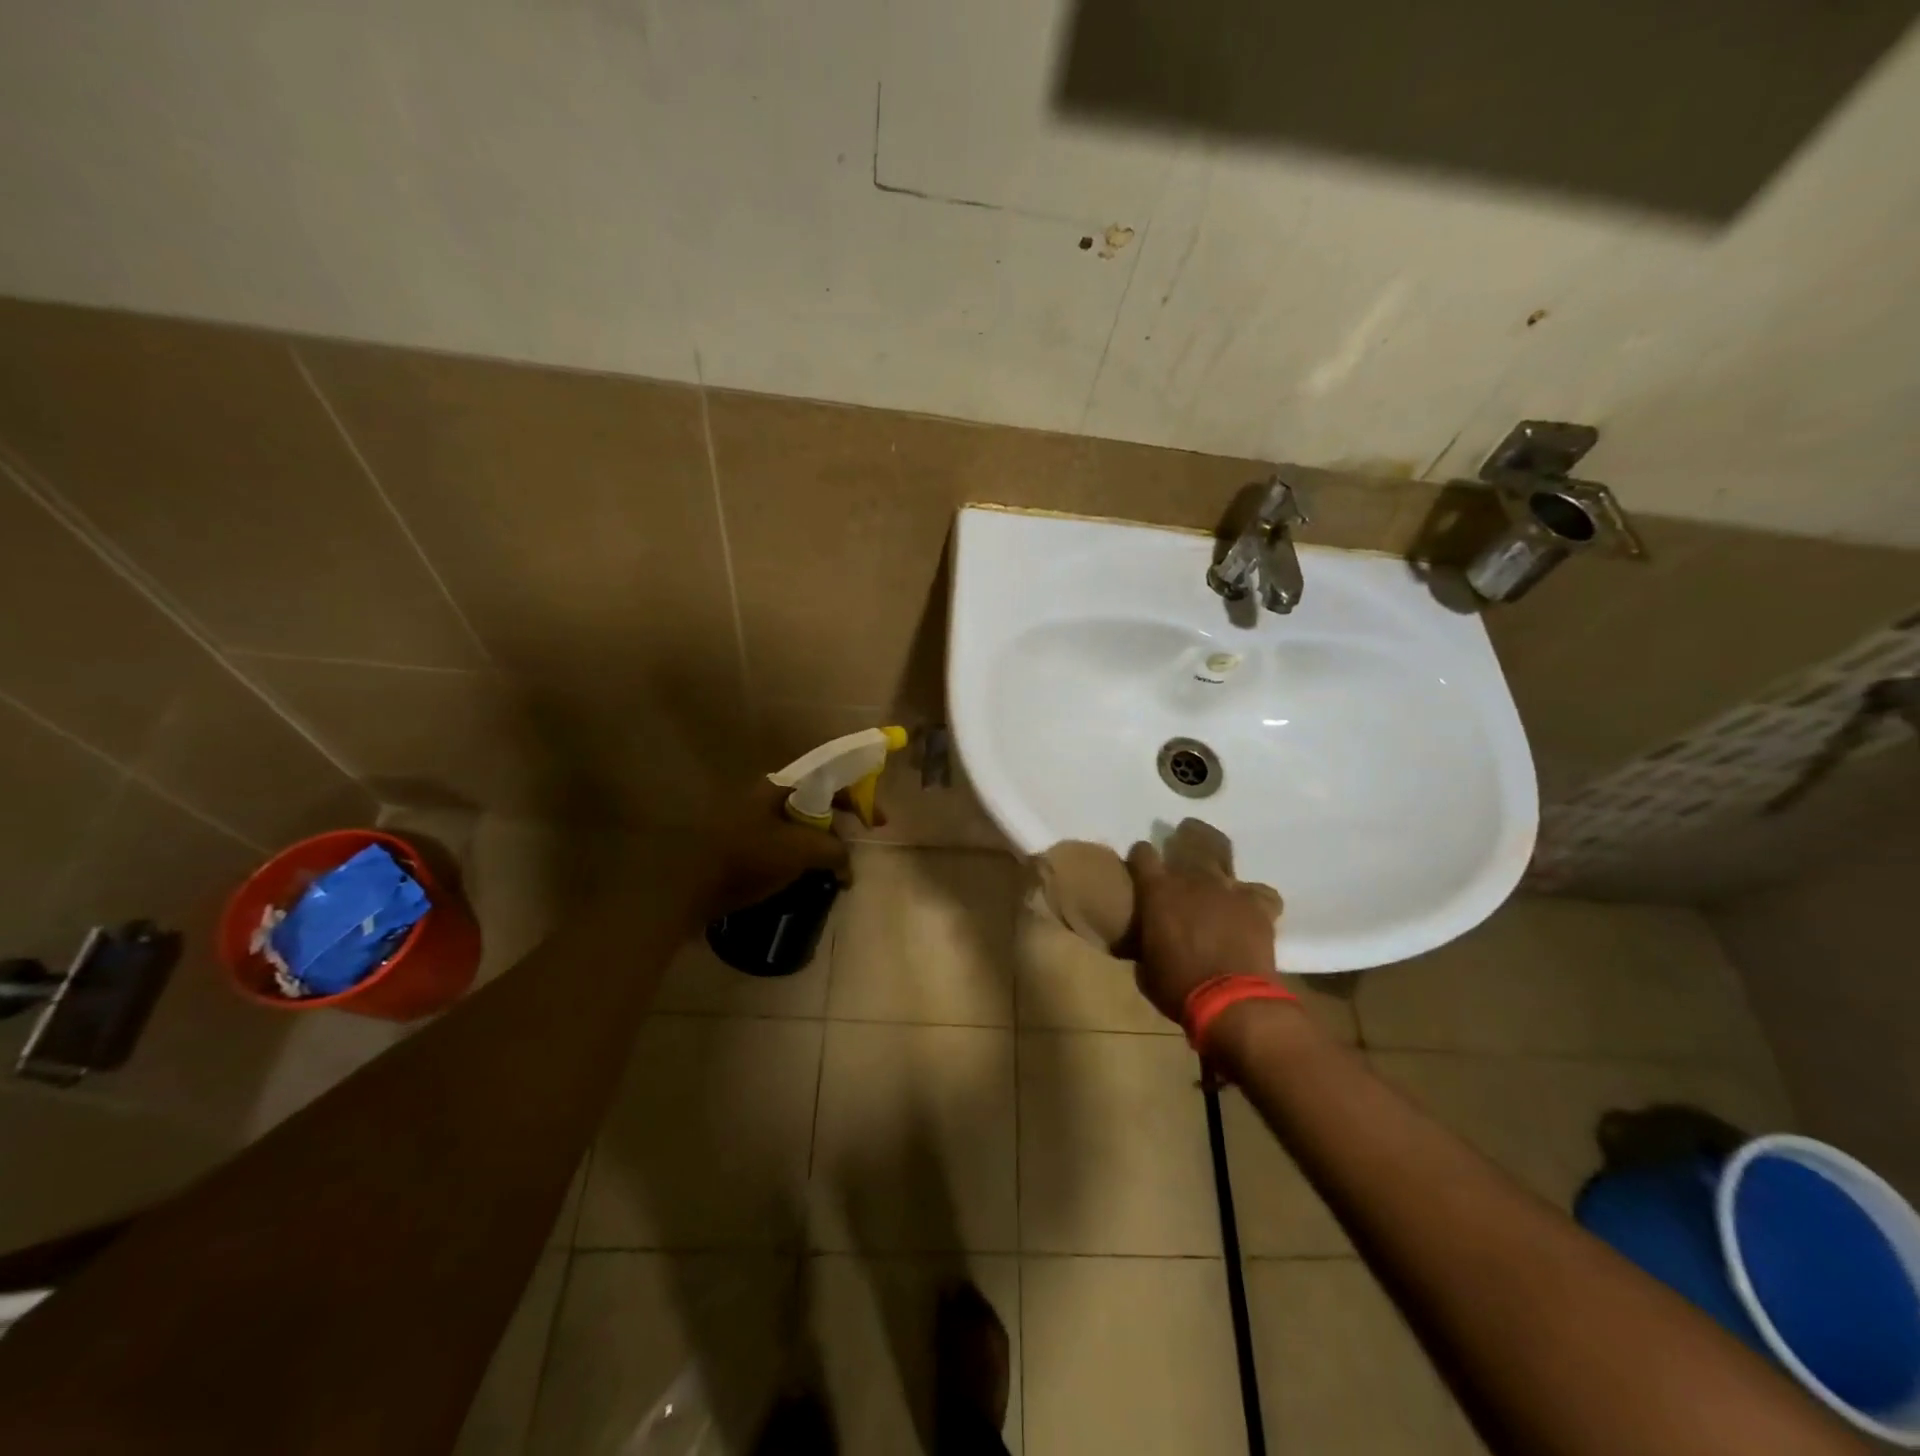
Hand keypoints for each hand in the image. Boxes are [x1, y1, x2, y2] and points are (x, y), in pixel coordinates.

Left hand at [699, 780, 851, 920]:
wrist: (692, 888)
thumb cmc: (749, 859)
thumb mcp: (801, 850)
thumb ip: (835, 851)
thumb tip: (848, 868)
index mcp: (780, 786)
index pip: (831, 778)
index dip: (859, 795)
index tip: (878, 821)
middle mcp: (768, 796)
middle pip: (818, 799)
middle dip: (844, 818)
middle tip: (862, 838)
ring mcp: (755, 819)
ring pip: (803, 822)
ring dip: (825, 839)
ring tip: (839, 863)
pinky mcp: (747, 843)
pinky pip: (787, 841)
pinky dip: (806, 852)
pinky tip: (812, 872)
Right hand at [1126, 841, 1278, 1022]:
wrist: (1232, 1001)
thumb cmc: (1177, 987)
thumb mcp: (1145, 968)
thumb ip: (1145, 942)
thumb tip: (1146, 941)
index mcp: (1157, 891)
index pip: (1143, 855)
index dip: (1141, 857)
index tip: (1141, 863)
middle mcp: (1191, 879)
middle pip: (1186, 841)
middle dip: (1182, 837)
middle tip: (1181, 837)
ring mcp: (1228, 888)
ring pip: (1220, 850)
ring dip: (1214, 849)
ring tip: (1213, 849)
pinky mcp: (1258, 905)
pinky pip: (1260, 891)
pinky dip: (1255, 897)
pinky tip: (1252, 905)